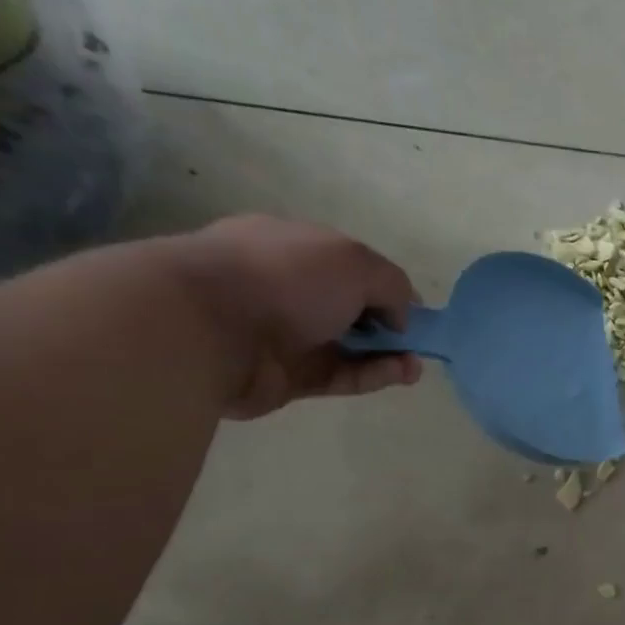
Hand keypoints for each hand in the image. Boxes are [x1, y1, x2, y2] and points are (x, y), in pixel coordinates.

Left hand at [170, 215, 422, 418]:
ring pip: (348, 347)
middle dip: (388, 325)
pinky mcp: (287, 377)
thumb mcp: (355, 261)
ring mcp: (285, 335)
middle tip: (416, 342)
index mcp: (295, 247)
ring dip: (386, 355)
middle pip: (350, 309)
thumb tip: (399, 318)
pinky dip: (372, 376)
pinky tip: (401, 374)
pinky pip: (339, 375)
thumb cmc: (284, 277)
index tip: (413, 311)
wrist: (208, 328)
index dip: (386, 288)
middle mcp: (288, 288)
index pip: (350, 267)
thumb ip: (391, 285)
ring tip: (414, 366)